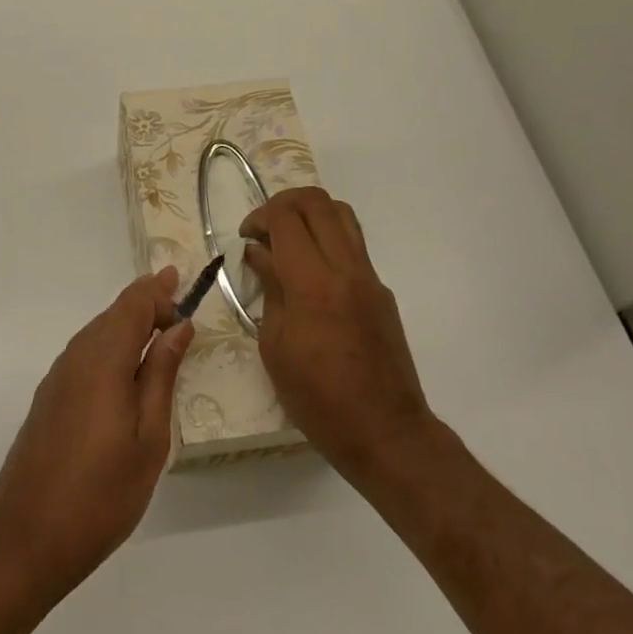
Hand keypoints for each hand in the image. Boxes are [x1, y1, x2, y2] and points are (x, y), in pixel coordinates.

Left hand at [0, 269, 192, 596]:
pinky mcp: (49, 398)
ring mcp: (57, 378)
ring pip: (97, 333)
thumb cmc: (102, 493)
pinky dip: (109, 345)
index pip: (132, 306)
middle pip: (113, 314)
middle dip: (144, 303)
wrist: (28, 537)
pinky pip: (84, 354)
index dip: (157, 290)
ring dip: (127, 324)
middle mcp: (76, 358)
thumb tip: (178, 328)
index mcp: (103, 361)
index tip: (181, 281)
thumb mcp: (149, 438)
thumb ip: (161, 375)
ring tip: (157, 328)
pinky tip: (125, 368)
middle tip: (176, 300)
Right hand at [240, 188, 436, 480]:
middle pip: (317, 202)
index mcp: (313, 284)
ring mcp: (369, 277)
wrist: (386, 431)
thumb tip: (259, 253)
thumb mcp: (275, 346)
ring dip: (310, 214)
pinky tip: (310, 271)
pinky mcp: (381, 290)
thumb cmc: (318, 399)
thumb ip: (269, 289)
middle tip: (264, 229)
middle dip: (283, 203)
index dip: (260, 216)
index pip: (286, 218)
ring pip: (342, 214)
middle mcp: (345, 269)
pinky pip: (353, 243)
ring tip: (288, 240)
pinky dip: (327, 238)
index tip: (247, 237)